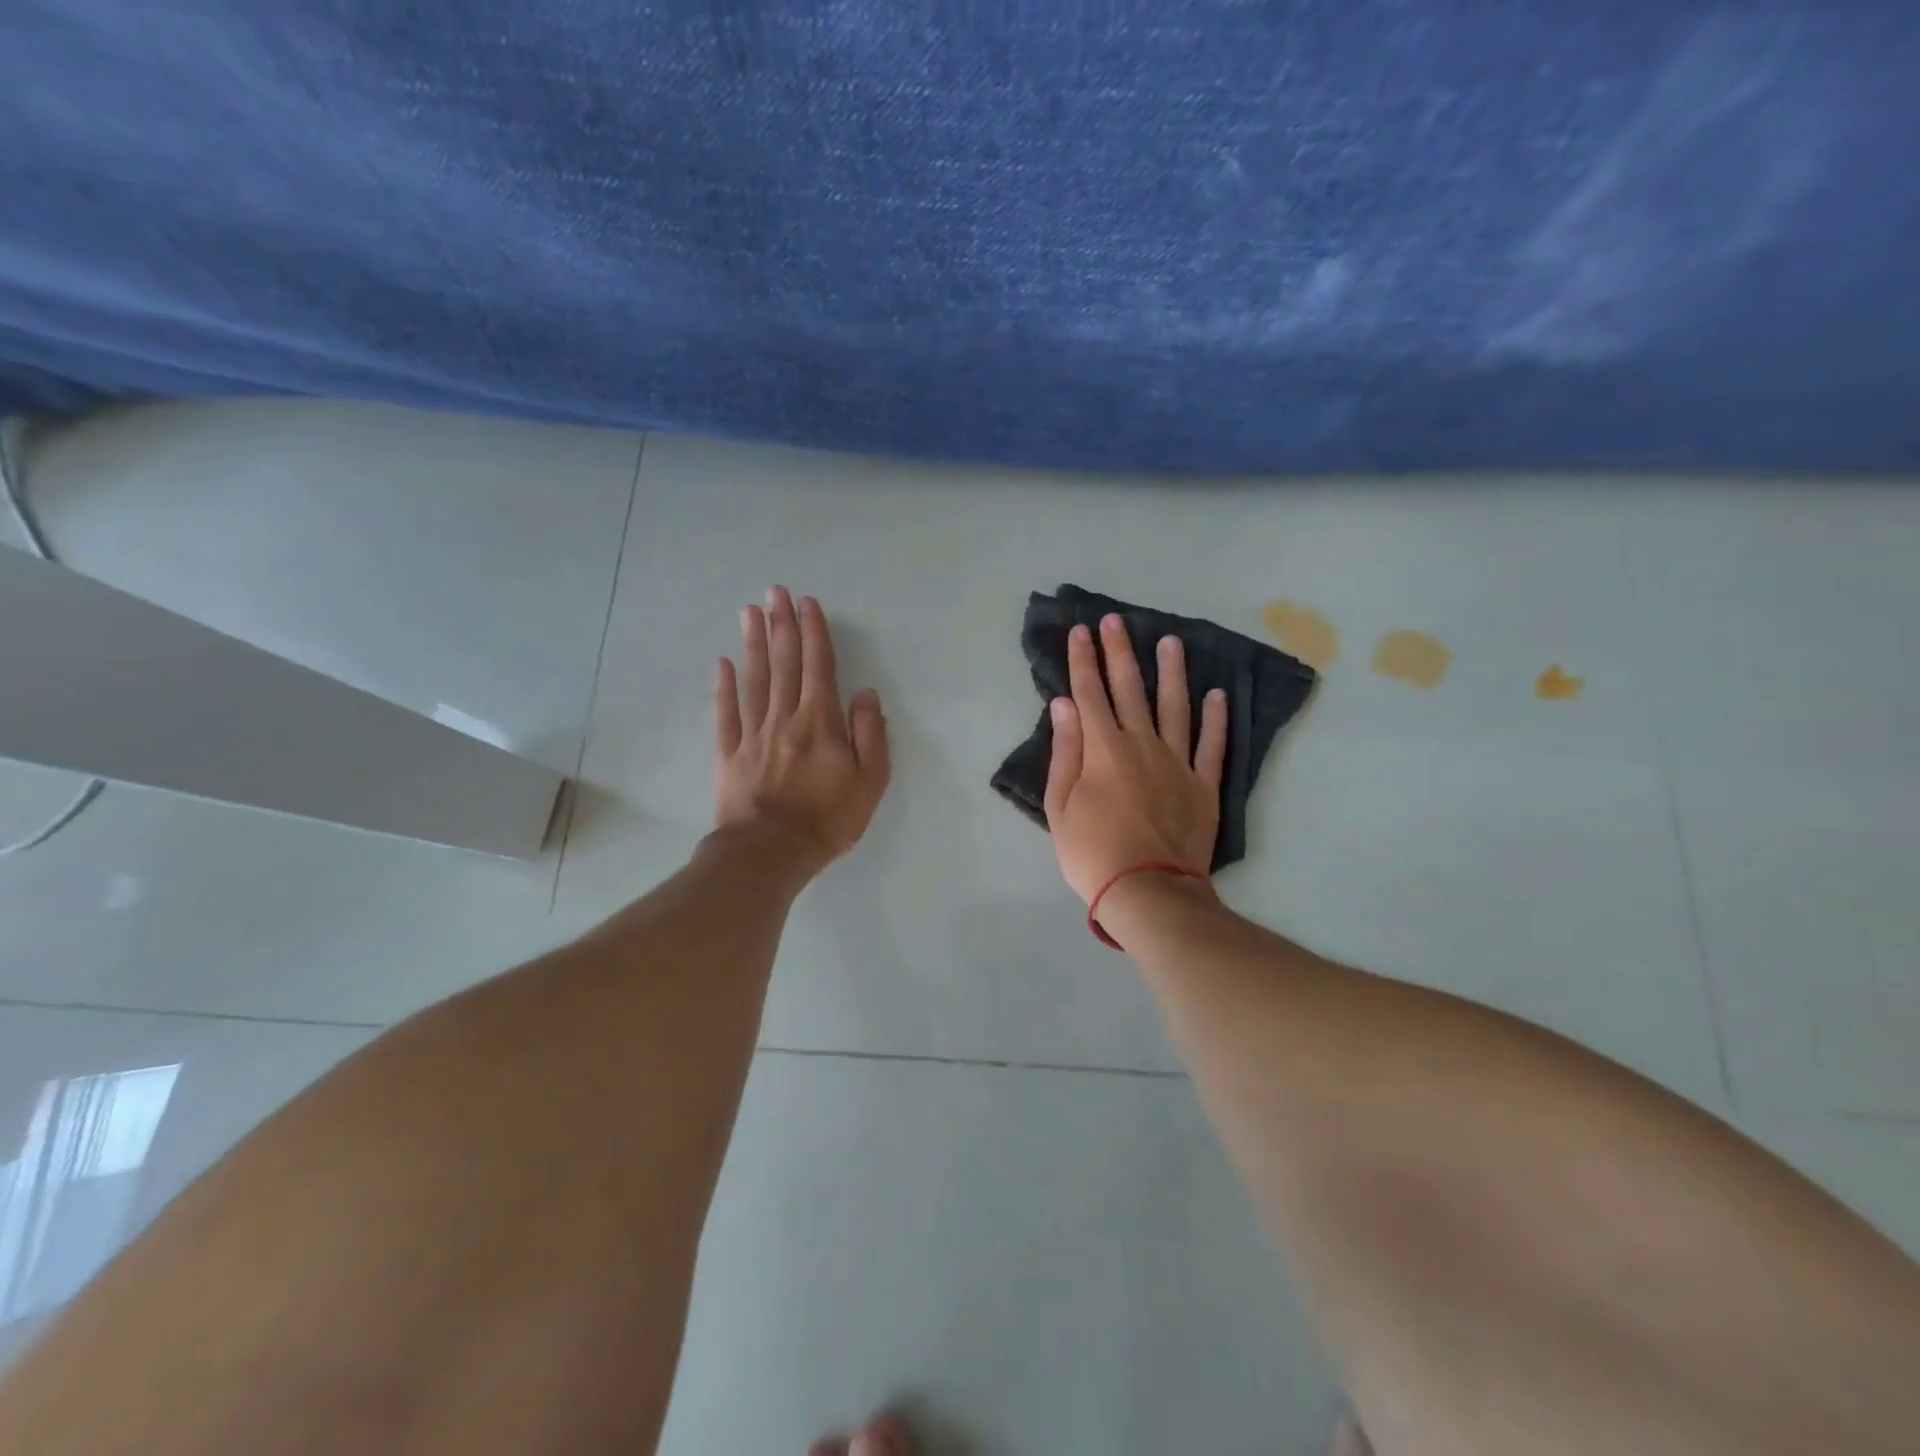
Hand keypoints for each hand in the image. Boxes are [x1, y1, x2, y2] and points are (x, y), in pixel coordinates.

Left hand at [714, 587, 888, 876]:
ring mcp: (753, 734)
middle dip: (782, 624)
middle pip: (784, 663)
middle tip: (775, 591)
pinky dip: (723, 687)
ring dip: (753, 643)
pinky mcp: (730, 754)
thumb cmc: (828, 819)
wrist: (771, 853)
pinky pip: (726, 714)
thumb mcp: (869, 781)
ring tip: (749, 612)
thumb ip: (870, 734)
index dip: (814, 632)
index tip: (808, 603)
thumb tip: (865, 694)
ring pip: (754, 679)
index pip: (819, 666)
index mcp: (821, 722)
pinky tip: (722, 663)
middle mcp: (785, 718)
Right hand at [1044, 615, 1227, 906]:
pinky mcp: (1203, 785)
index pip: (1089, 693)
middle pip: (1130, 689)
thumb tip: (1064, 705)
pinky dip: (1216, 718)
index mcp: (1103, 749)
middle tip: (1116, 621)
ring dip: (1172, 672)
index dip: (1084, 661)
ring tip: (1171, 641)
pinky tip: (1217, 694)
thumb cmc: (1093, 853)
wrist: (1149, 891)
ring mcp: (1178, 762)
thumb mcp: (1061, 806)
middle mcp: (1142, 744)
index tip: (1081, 632)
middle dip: (1120, 652)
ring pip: (1176, 706)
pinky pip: (1212, 744)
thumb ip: (1065, 752)